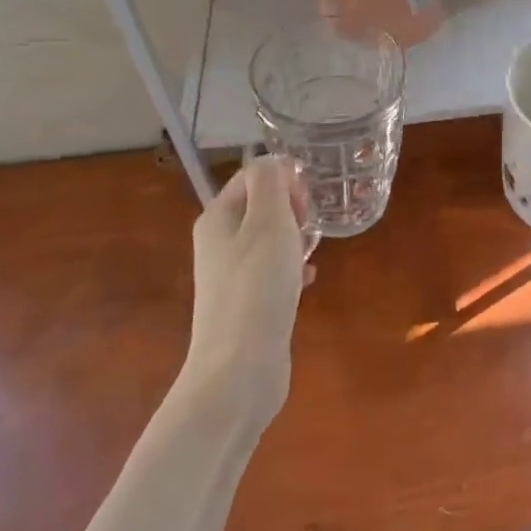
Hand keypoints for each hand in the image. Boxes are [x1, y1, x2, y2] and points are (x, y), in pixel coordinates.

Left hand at [187, 156, 312, 424]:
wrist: (239, 368)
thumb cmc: (257, 287)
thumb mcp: (269, 222)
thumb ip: (271, 183)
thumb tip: (274, 162)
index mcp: (218, 217)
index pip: (253, 176)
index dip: (284, 181)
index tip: (306, 204)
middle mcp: (218, 242)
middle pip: (261, 206)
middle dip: (292, 210)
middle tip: (309, 229)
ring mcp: (231, 275)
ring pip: (270, 239)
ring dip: (296, 239)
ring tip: (312, 253)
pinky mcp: (246, 303)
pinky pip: (273, 271)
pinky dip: (293, 269)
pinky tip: (310, 280)